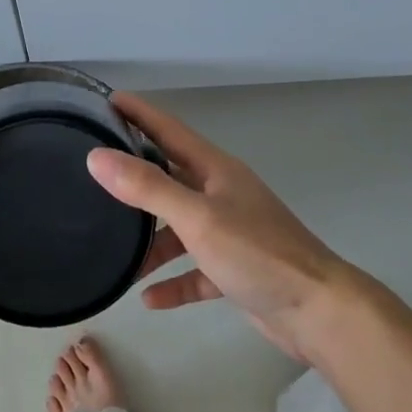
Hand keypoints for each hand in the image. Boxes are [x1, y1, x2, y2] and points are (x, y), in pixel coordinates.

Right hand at [85, 91, 391, 362]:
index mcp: (216, 170)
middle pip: (169, 177)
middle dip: (134, 177)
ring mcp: (230, 233)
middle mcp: (221, 194)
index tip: (105, 99)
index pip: (169, 130)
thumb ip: (147, 187)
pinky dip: (173, 281)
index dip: (138, 113)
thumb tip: (97, 157)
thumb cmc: (257, 253)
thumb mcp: (197, 217)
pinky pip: (194, 271)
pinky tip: (148, 298)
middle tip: (93, 176)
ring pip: (179, 229)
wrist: (318, 311)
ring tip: (114, 258)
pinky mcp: (235, 270)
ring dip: (150, 244)